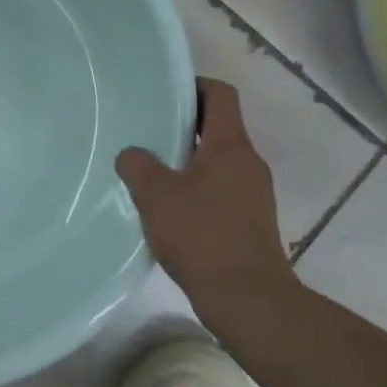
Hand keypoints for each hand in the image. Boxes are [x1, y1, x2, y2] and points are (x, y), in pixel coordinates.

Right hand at [117, 77, 293, 321]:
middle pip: (218, 127)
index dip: (194, 86)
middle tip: (147, 131)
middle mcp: (248, 162)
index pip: (221, 95)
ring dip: (188, 161)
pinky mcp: (251, 222)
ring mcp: (254, 193)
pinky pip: (221, 190)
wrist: (248, 300)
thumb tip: (132, 154)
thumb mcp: (156, 195)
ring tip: (152, 172)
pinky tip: (170, 210)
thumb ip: (138, 165)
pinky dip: (197, 190)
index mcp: (231, 145)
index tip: (164, 93)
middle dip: (184, 126)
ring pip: (218, 161)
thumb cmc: (203, 236)